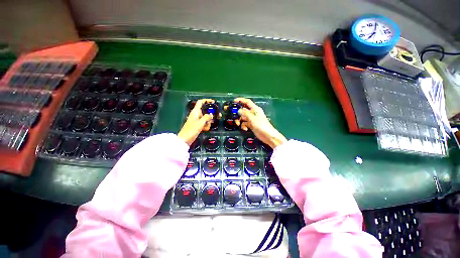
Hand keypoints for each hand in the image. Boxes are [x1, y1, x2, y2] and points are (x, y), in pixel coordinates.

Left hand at [178, 99, 215, 145]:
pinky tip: (205, 129)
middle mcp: (196, 115)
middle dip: (210, 114)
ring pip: (206, 118)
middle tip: (217, 116)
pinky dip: (206, 126)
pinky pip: (204, 123)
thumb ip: (206, 117)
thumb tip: (211, 114)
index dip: (207, 100)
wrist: (185, 140)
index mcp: (195, 112)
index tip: (213, 102)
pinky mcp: (198, 126)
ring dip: (208, 122)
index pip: (200, 102)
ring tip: (207, 127)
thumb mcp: (200, 123)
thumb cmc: (191, 130)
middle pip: (205, 111)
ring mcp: (197, 120)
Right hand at [234, 98, 286, 148]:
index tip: (234, 101)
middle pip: (243, 110)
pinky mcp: (251, 125)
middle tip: (233, 116)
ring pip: (243, 117)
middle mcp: (253, 113)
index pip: (247, 102)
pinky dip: (243, 126)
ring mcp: (252, 119)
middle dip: (238, 113)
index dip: (241, 100)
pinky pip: (244, 123)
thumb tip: (238, 110)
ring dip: (240, 121)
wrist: (268, 136)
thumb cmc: (262, 126)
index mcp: (255, 109)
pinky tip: (245, 129)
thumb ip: (245, 113)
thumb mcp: (252, 118)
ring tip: (238, 124)